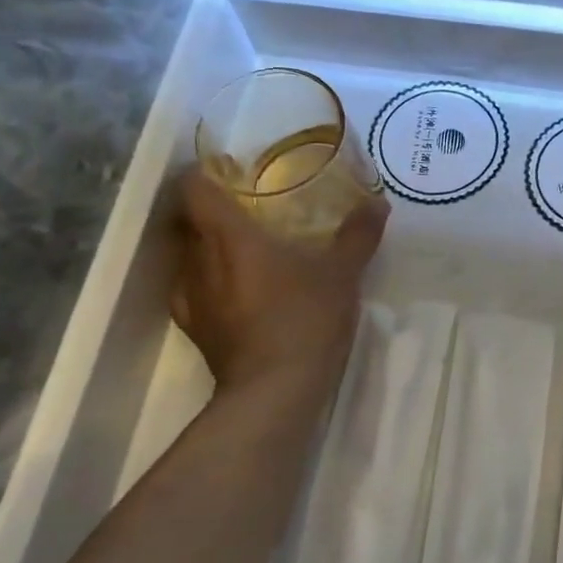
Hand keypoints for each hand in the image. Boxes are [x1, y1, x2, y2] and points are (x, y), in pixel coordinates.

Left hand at [170, 170, 388, 393]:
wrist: (274, 391)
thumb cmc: (304, 317)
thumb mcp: (343, 272)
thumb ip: (358, 234)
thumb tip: (377, 202)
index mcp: (227, 236)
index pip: (192, 189)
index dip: (202, 174)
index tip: (227, 171)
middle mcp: (197, 261)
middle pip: (185, 221)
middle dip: (209, 211)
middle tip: (246, 209)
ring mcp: (190, 299)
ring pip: (187, 258)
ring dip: (208, 248)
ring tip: (242, 250)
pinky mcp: (196, 330)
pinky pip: (193, 291)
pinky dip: (210, 283)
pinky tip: (236, 292)